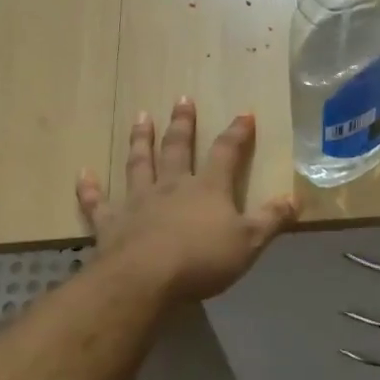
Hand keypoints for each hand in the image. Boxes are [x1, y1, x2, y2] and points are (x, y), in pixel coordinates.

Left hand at [77, 98, 299, 301]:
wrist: (144, 279)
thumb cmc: (201, 260)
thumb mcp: (249, 242)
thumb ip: (271, 219)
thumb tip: (296, 198)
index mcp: (207, 188)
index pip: (226, 153)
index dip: (237, 133)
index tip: (244, 114)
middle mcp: (172, 186)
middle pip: (178, 148)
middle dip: (183, 124)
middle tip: (182, 99)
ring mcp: (138, 201)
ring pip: (139, 163)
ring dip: (141, 140)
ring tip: (140, 117)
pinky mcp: (110, 223)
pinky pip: (98, 202)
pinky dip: (90, 189)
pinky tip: (84, 174)